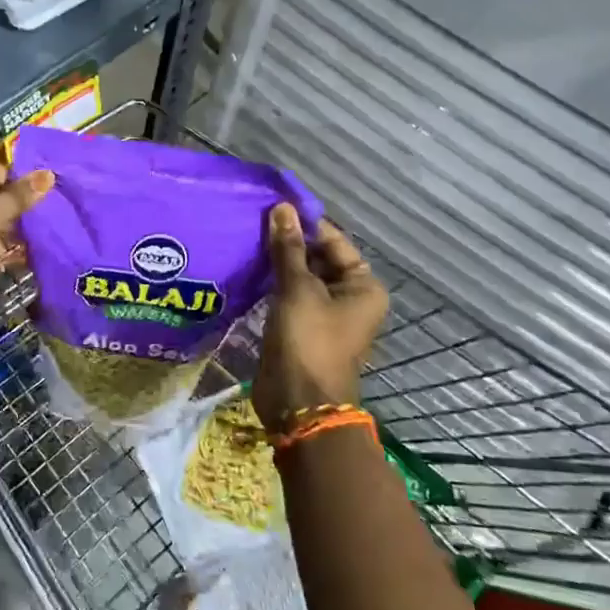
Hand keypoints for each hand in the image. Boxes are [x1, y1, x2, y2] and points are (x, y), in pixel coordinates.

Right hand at [253, 204, 389, 430]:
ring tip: (246, 240)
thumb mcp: (297, 289)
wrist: (298, 403)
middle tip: (252, 221)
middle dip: (288, 242)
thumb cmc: (308, 341)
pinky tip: (248, 268)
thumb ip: (288, 247)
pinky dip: (272, 282)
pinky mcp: (301, 326)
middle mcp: (349, 297)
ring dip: (277, 262)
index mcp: (363, 285)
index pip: (333, 241)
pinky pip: (288, 295)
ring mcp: (325, 313)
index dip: (305, 223)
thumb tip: (282, 208)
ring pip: (300, 276)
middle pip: (318, 257)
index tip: (272, 206)